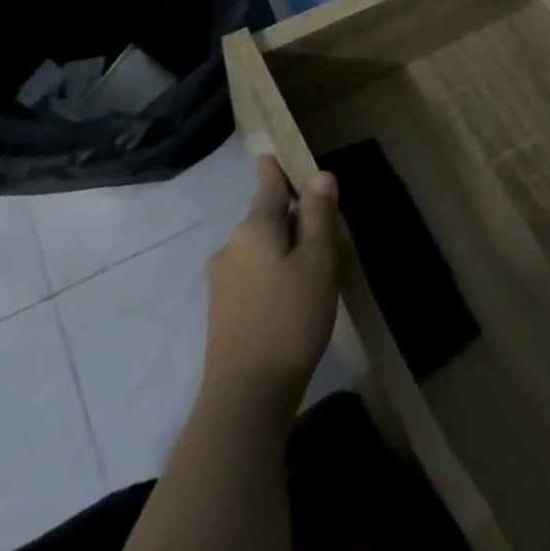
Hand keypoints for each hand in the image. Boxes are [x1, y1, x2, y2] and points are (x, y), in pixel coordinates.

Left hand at [202, 156, 340, 408]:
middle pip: (266, 216)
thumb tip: (319, 175)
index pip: (268, 182)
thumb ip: (318, 216)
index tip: (285, 154)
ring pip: (260, 247)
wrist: (245, 397)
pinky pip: (253, 273)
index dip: (279, 166)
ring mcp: (222, 280)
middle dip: (293, 214)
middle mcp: (231, 246)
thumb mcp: (317, 262)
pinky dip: (274, 271)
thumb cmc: (290, 319)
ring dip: (285, 246)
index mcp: (254, 227)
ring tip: (316, 266)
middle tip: (328, 226)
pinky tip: (294, 295)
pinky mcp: (222, 310)